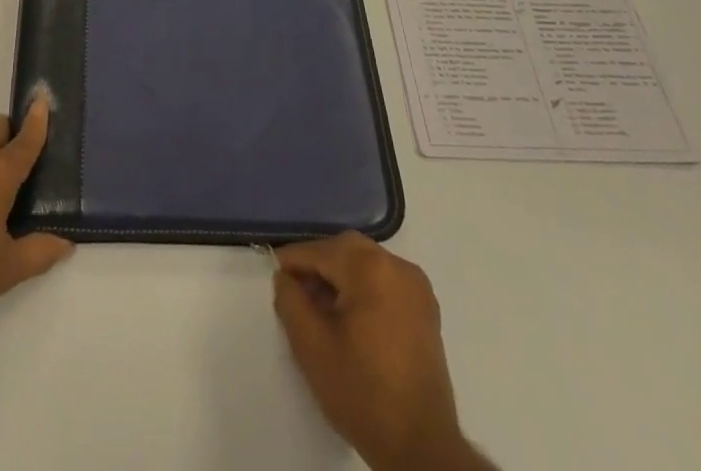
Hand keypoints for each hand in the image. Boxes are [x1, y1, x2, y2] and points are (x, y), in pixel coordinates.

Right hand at [274, 233, 482, 470]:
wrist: (422, 449)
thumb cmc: (362, 393)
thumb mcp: (311, 346)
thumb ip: (290, 300)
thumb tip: (286, 277)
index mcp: (370, 268)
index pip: (320, 251)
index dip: (293, 261)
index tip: (274, 274)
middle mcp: (397, 266)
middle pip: (346, 250)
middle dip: (318, 265)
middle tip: (296, 290)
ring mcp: (416, 286)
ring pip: (366, 262)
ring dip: (340, 275)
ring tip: (320, 306)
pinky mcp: (426, 309)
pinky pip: (385, 280)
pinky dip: (363, 287)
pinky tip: (349, 316)